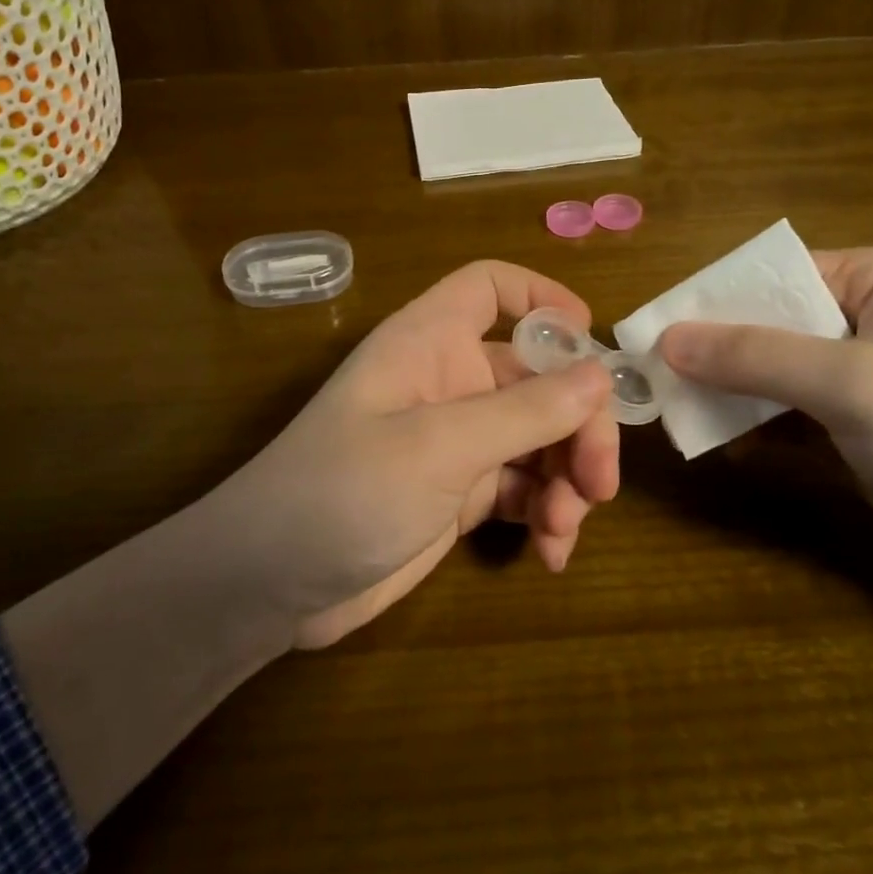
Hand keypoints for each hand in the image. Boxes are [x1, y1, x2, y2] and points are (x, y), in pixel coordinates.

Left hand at [204, 260, 621, 648]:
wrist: (271, 585)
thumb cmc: (344, 491)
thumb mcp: (439, 447)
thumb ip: (525, 411)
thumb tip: (601, 375)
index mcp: (430, 342)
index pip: (488, 288)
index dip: (541, 298)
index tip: (592, 340)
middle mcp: (448, 381)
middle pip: (537, 376)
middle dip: (577, 424)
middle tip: (600, 482)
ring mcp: (456, 440)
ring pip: (538, 437)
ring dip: (566, 477)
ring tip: (565, 527)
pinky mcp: (459, 493)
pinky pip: (523, 487)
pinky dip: (545, 512)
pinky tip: (551, 551)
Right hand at [657, 248, 872, 612]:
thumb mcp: (858, 384)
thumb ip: (757, 357)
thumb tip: (665, 337)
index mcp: (872, 280)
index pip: (767, 276)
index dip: (707, 301)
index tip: (645, 335)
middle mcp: (860, 319)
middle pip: (762, 324)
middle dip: (708, 352)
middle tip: (645, 380)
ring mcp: (857, 379)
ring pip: (767, 373)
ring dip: (721, 392)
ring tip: (665, 410)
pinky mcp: (853, 430)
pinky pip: (784, 415)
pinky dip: (747, 425)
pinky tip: (710, 441)